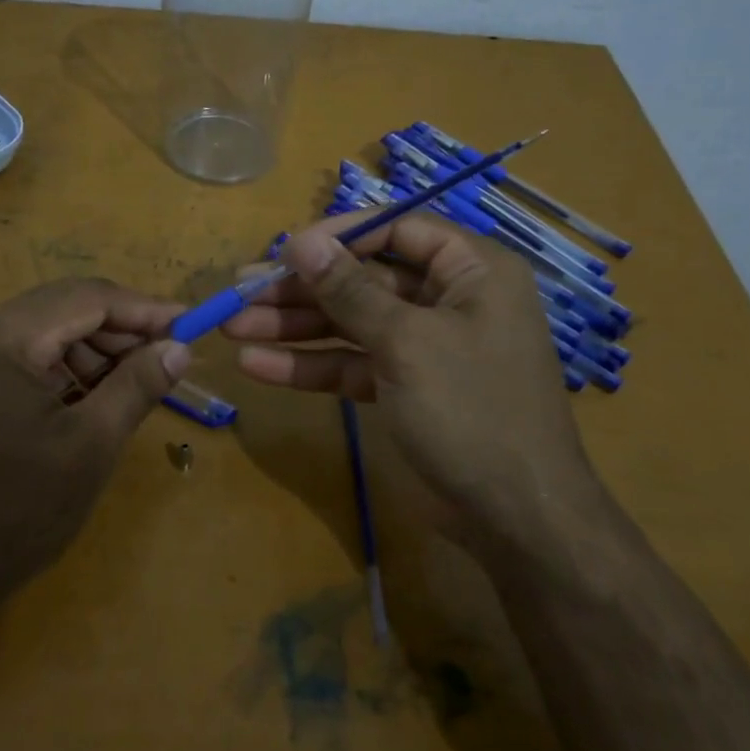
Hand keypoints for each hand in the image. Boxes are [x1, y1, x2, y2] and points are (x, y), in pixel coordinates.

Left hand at [0, 278, 188, 618]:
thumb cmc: (11, 513)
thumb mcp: (89, 448)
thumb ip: (137, 387)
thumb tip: (180, 347)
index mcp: (3, 337)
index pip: (88, 298)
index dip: (145, 309)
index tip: (191, 326)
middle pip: (66, 307)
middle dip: (121, 328)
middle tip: (168, 356)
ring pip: (47, 329)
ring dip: (95, 348)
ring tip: (136, 381)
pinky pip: (26, 356)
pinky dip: (66, 368)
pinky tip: (94, 396)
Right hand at [225, 212, 596, 557]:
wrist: (516, 519)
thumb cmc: (471, 410)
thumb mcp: (406, 343)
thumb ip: (350, 291)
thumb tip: (301, 242)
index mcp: (471, 271)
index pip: (397, 231)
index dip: (339, 235)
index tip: (286, 250)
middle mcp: (448, 300)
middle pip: (364, 279)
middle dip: (302, 288)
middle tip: (241, 290)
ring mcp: (424, 346)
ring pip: (351, 323)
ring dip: (294, 326)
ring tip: (233, 325)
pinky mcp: (405, 387)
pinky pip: (352, 364)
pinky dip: (310, 366)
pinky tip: (257, 365)